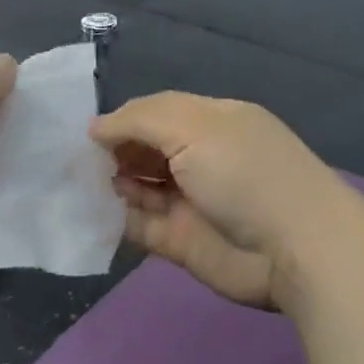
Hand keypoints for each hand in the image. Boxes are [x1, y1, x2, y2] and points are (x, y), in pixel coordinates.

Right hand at [90, 94, 349, 310]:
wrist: (294, 249)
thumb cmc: (245, 174)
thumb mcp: (193, 127)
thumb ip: (139, 120)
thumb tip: (95, 127)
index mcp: (212, 123)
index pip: (157, 113)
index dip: (122, 120)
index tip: (84, 132)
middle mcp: (200, 159)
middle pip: (146, 150)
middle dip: (112, 151)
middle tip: (70, 159)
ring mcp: (190, 202)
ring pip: (140, 187)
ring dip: (110, 183)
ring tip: (74, 183)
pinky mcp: (180, 241)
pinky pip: (140, 225)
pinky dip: (115, 218)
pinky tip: (88, 211)